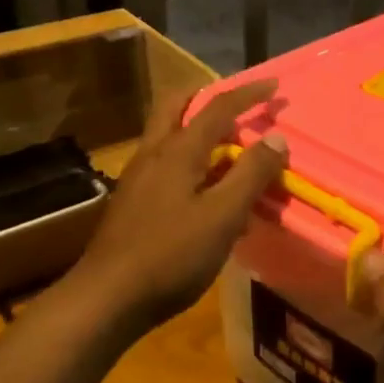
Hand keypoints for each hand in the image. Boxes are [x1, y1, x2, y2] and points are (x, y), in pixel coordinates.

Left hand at [65, 81, 288, 334]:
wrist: (108, 297)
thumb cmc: (171, 255)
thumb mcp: (223, 216)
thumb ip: (251, 174)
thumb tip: (276, 137)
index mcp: (178, 151)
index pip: (217, 107)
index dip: (248, 94)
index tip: (274, 85)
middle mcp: (154, 153)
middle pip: (176, 106)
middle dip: (206, 95)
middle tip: (235, 101)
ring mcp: (138, 177)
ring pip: (169, 134)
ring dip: (197, 127)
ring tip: (228, 145)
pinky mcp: (133, 201)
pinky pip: (166, 163)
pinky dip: (189, 158)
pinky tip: (206, 189)